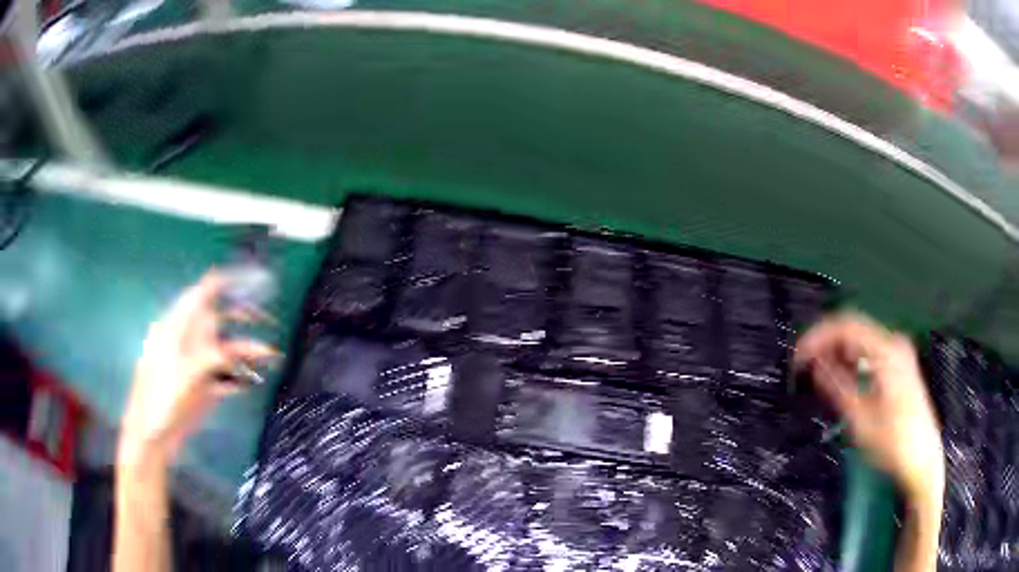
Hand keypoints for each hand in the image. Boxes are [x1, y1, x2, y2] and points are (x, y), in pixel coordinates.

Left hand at [119, 270, 276, 467]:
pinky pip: (223, 376)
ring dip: (246, 351)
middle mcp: (185, 342)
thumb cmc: (162, 399)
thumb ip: (211, 355)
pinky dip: (239, 376)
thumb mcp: (188, 374)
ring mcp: (193, 366)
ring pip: (222, 350)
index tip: (245, 276)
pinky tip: (254, 379)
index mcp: (174, 329)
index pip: (198, 296)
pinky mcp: (200, 388)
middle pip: (215, 321)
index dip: (220, 284)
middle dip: (241, 317)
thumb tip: (233, 347)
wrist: (153, 437)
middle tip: (267, 318)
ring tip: (271, 355)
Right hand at [795, 313, 943, 497]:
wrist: (922, 461)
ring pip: (860, 341)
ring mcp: (899, 354)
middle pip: (853, 329)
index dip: (817, 337)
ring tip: (817, 375)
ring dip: (837, 353)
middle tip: (803, 366)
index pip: (845, 326)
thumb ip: (837, 386)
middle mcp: (894, 344)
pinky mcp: (899, 366)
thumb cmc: (893, 444)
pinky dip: (851, 361)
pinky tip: (840, 379)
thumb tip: (815, 364)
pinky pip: (869, 353)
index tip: (797, 357)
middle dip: (825, 344)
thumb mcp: (860, 420)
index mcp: (886, 351)